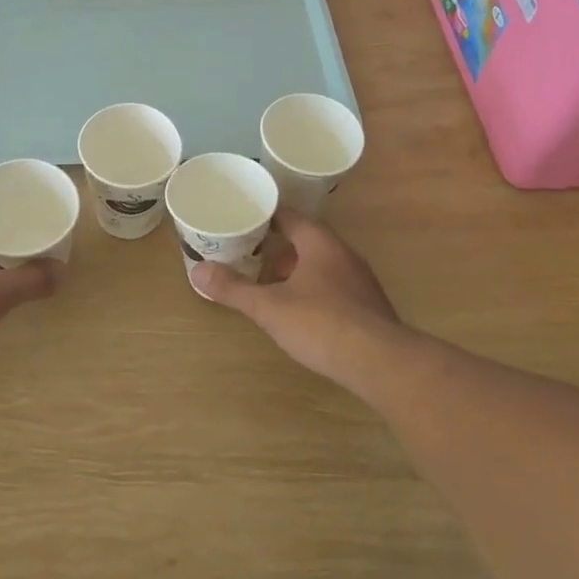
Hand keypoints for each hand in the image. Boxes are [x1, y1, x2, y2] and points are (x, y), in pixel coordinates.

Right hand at [190, 209, 409, 388]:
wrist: (380, 363)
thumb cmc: (321, 324)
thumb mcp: (269, 307)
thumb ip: (233, 289)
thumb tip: (197, 272)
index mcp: (320, 243)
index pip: (290, 216)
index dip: (265, 216)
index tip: (244, 220)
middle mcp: (343, 254)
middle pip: (306, 241)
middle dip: (278, 249)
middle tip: (250, 258)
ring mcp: (360, 281)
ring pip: (321, 266)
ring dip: (296, 272)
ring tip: (270, 288)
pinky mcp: (369, 307)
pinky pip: (334, 288)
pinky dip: (314, 292)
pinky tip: (301, 314)